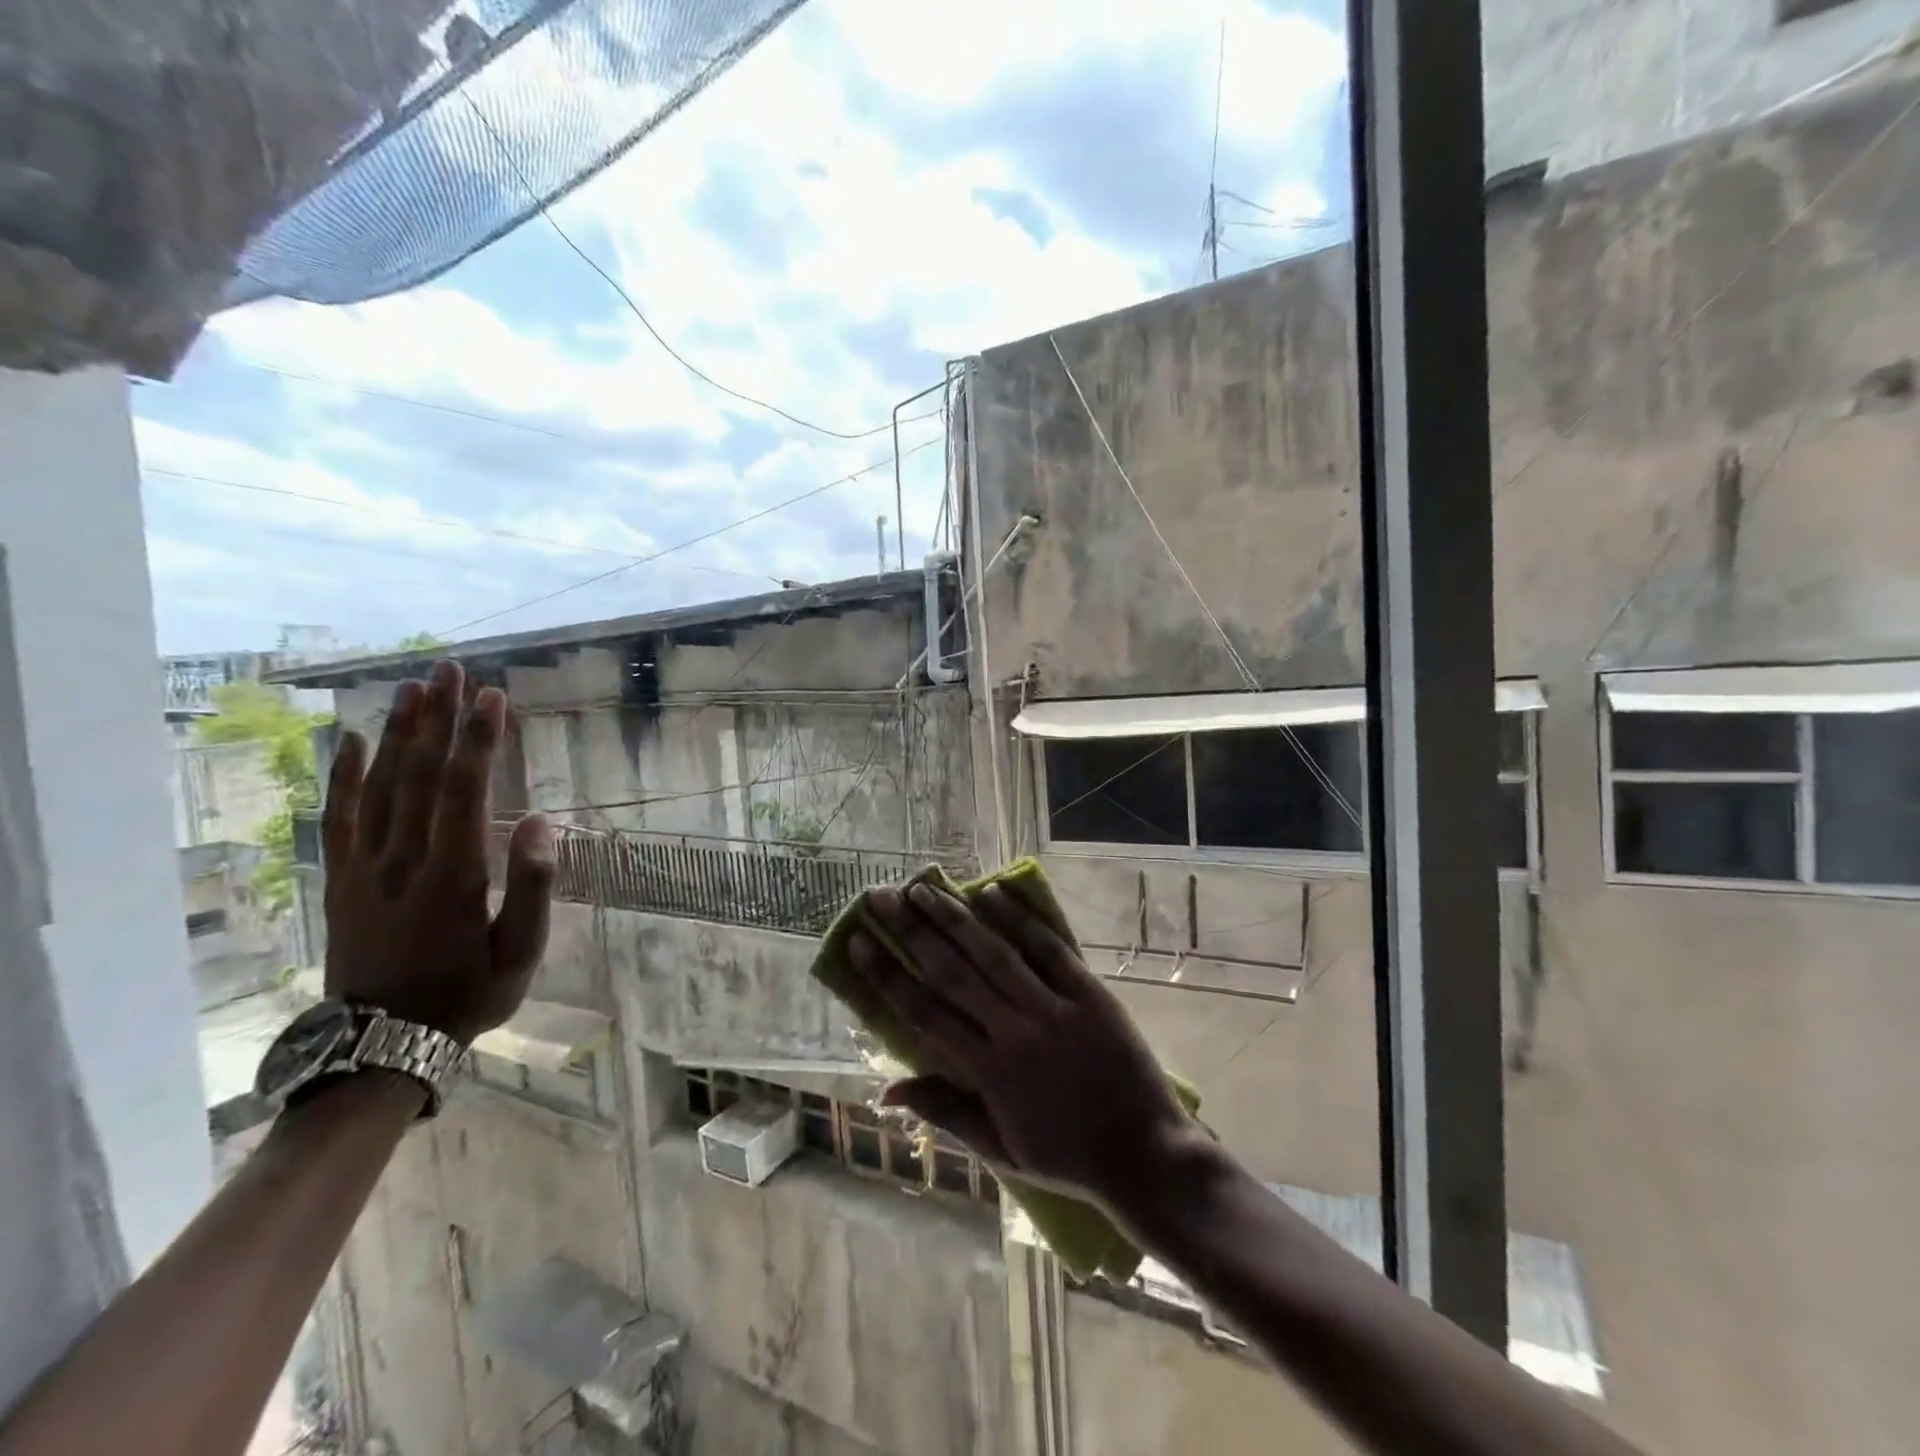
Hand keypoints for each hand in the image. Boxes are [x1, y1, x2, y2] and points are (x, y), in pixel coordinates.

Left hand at [321, 661, 553, 1044]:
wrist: (381, 1047)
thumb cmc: (467, 995)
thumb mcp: (521, 953)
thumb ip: (534, 886)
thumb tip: (541, 822)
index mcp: (453, 875)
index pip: (465, 791)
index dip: (479, 739)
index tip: (492, 696)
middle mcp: (403, 860)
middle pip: (420, 775)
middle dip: (438, 719)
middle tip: (450, 670)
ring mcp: (365, 869)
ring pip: (380, 787)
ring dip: (398, 734)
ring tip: (413, 689)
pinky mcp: (341, 881)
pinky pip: (339, 819)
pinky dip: (344, 776)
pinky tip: (351, 741)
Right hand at [848, 881, 1194, 1212]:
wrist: (1145, 1155)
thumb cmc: (1066, 1155)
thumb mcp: (999, 1148)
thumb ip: (943, 1112)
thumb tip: (885, 1090)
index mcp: (988, 1073)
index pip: (925, 1013)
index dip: (887, 975)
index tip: (860, 942)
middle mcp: (1014, 1032)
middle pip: (953, 972)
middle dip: (912, 932)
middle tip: (881, 898)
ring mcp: (1054, 1008)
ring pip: (994, 954)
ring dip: (956, 918)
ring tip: (923, 889)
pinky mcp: (1090, 993)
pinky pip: (1049, 949)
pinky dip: (1019, 920)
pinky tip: (991, 893)